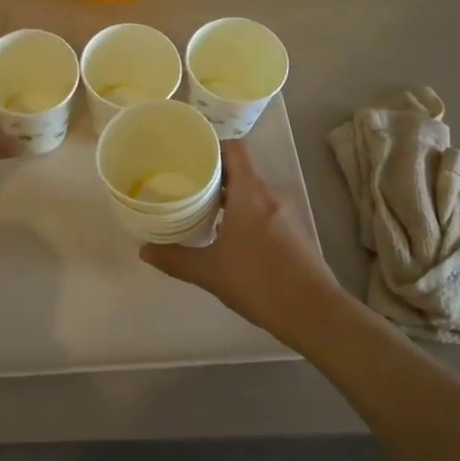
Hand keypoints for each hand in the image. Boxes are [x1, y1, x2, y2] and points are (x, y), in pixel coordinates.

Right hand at [142, 140, 345, 340]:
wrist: (315, 313)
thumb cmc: (259, 282)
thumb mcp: (210, 272)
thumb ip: (175, 258)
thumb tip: (144, 250)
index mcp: (250, 193)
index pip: (235, 149)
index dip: (213, 146)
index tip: (190, 156)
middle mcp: (270, 195)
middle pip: (241, 170)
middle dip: (214, 175)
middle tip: (186, 184)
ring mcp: (287, 214)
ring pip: (253, 192)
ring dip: (230, 197)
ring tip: (202, 210)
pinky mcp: (295, 232)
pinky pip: (265, 210)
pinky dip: (245, 214)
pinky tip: (229, 237)